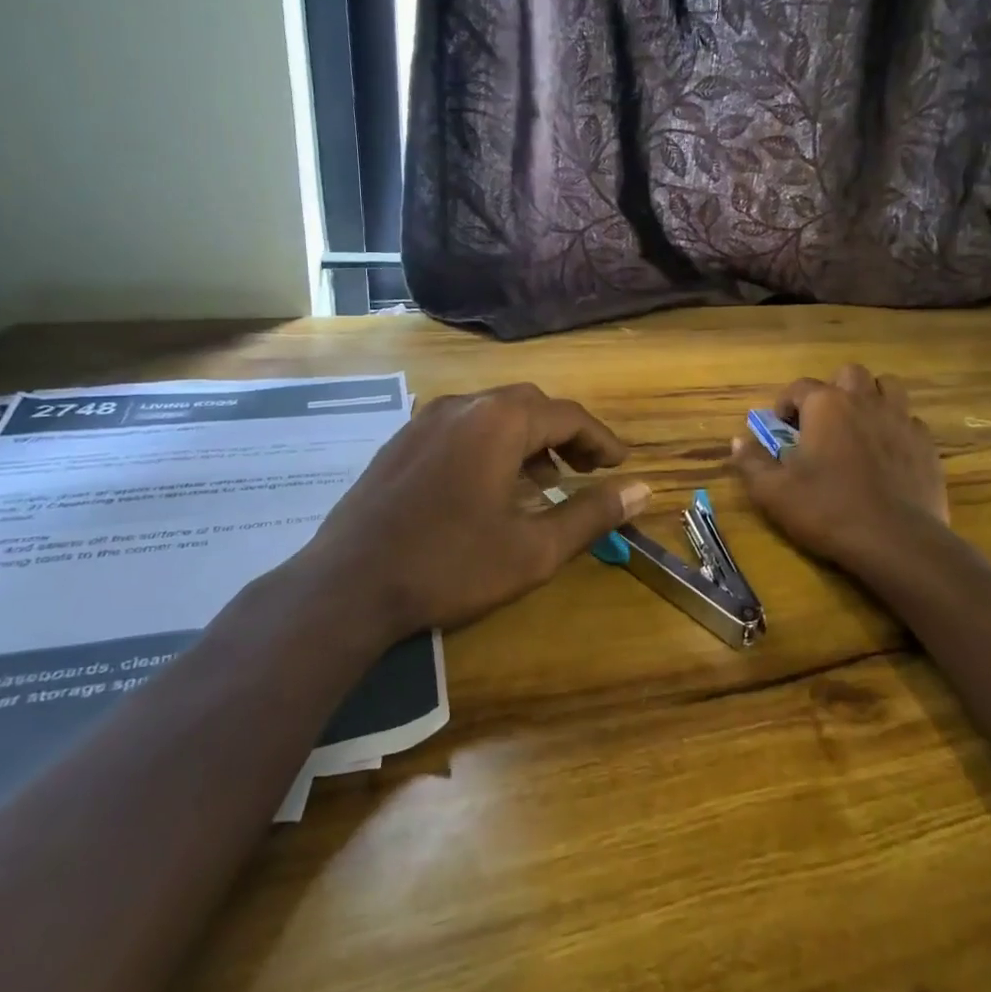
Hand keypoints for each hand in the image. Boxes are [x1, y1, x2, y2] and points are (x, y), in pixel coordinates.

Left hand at [275, 385, 650, 639]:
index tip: (621, 465)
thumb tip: (644, 489)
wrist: (346, 586)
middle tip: (586, 470)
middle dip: (565, 434)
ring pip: (493, 414)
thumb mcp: (534, 549)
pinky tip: (489, 486)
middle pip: (530, 406)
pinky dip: (491, 445)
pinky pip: (462, 427)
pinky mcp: (401, 442)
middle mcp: (463, 405)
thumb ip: (592, 514)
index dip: (601, 440)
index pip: (568, 416)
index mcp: (500, 421)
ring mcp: (425, 420)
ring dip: (528, 439)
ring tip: (543, 482)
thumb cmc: (449, 565)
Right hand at [732, 364, 947, 571]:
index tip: (781, 429)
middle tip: (823, 422)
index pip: (799, 387)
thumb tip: (738, 441)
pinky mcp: (925, 444)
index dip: (785, 404)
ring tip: (859, 426)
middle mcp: (865, 400)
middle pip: (849, 374)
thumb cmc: (828, 509)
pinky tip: (887, 454)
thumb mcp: (774, 492)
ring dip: (871, 398)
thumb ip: (751, 462)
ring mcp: (900, 419)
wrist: (896, 540)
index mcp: (826, 405)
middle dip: (833, 390)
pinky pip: (909, 421)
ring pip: (887, 387)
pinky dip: (895, 429)